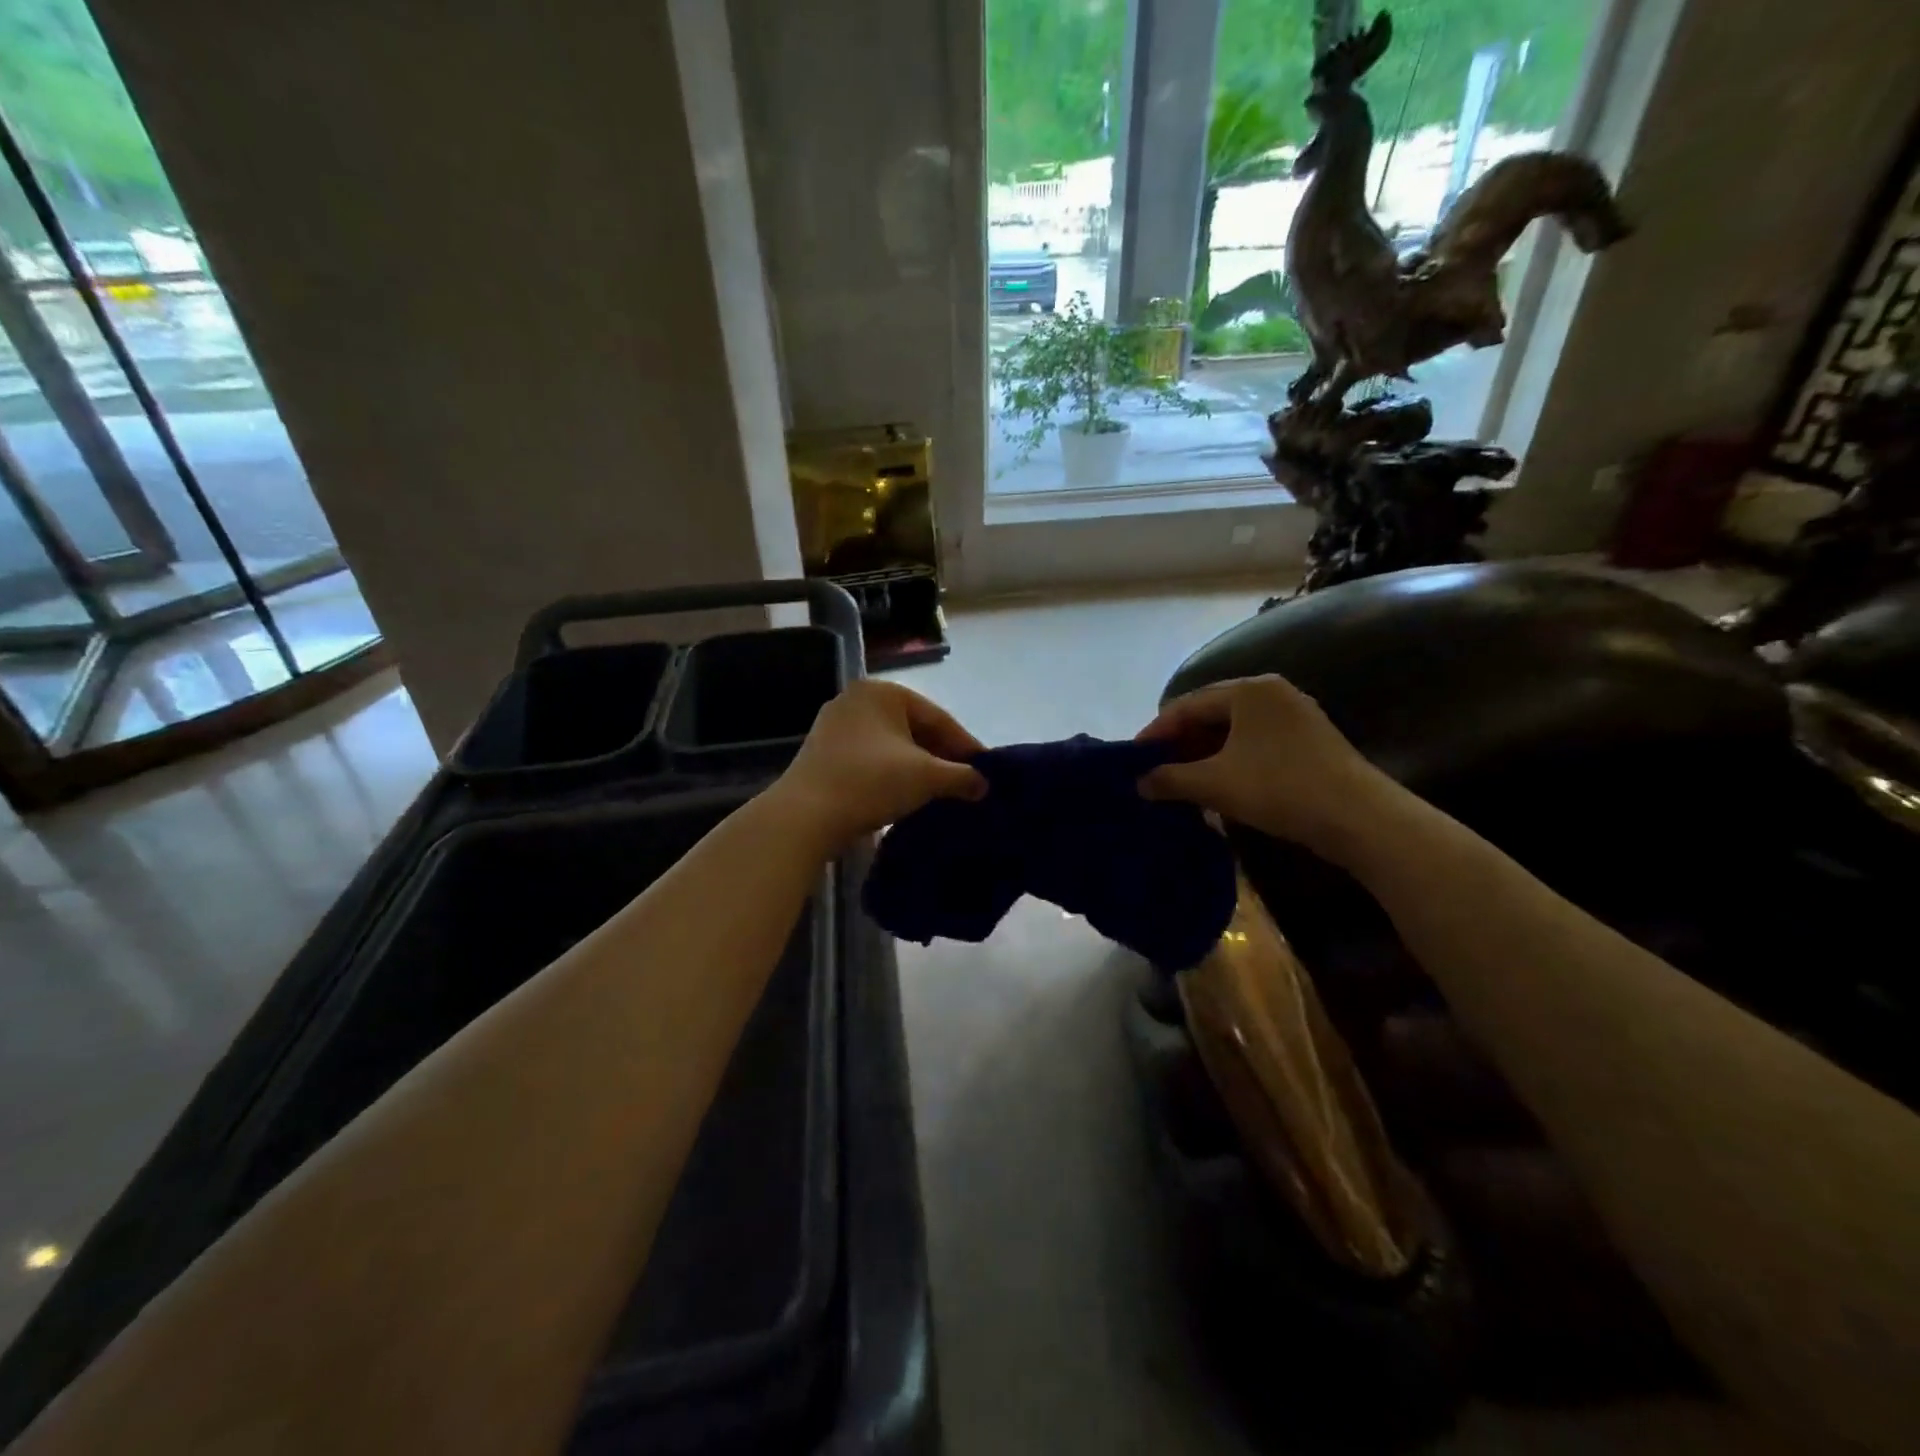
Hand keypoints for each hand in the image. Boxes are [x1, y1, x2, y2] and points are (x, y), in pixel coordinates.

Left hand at [771, 680, 986, 850]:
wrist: (805, 816)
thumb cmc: (871, 782)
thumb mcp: (927, 777)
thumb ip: (962, 776)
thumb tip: (984, 784)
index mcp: (883, 692)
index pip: (938, 718)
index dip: (966, 746)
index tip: (987, 771)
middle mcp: (857, 700)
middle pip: (915, 729)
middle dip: (942, 757)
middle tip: (967, 783)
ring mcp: (835, 726)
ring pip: (892, 746)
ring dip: (918, 767)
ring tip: (941, 792)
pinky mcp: (824, 753)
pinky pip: (871, 759)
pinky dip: (893, 774)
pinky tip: (907, 795)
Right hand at [1136, 675, 1391, 859]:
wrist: (1359, 817)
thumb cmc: (1278, 787)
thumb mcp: (1214, 784)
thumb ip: (1171, 779)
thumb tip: (1139, 783)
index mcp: (1248, 690)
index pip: (1188, 705)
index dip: (1156, 731)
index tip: (1134, 757)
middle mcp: (1272, 693)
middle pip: (1212, 714)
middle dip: (1181, 743)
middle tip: (1155, 769)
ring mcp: (1296, 716)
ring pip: (1235, 731)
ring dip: (1204, 754)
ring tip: (1182, 780)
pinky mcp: (1310, 741)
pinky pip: (1256, 743)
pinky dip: (1231, 760)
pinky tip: (1219, 784)